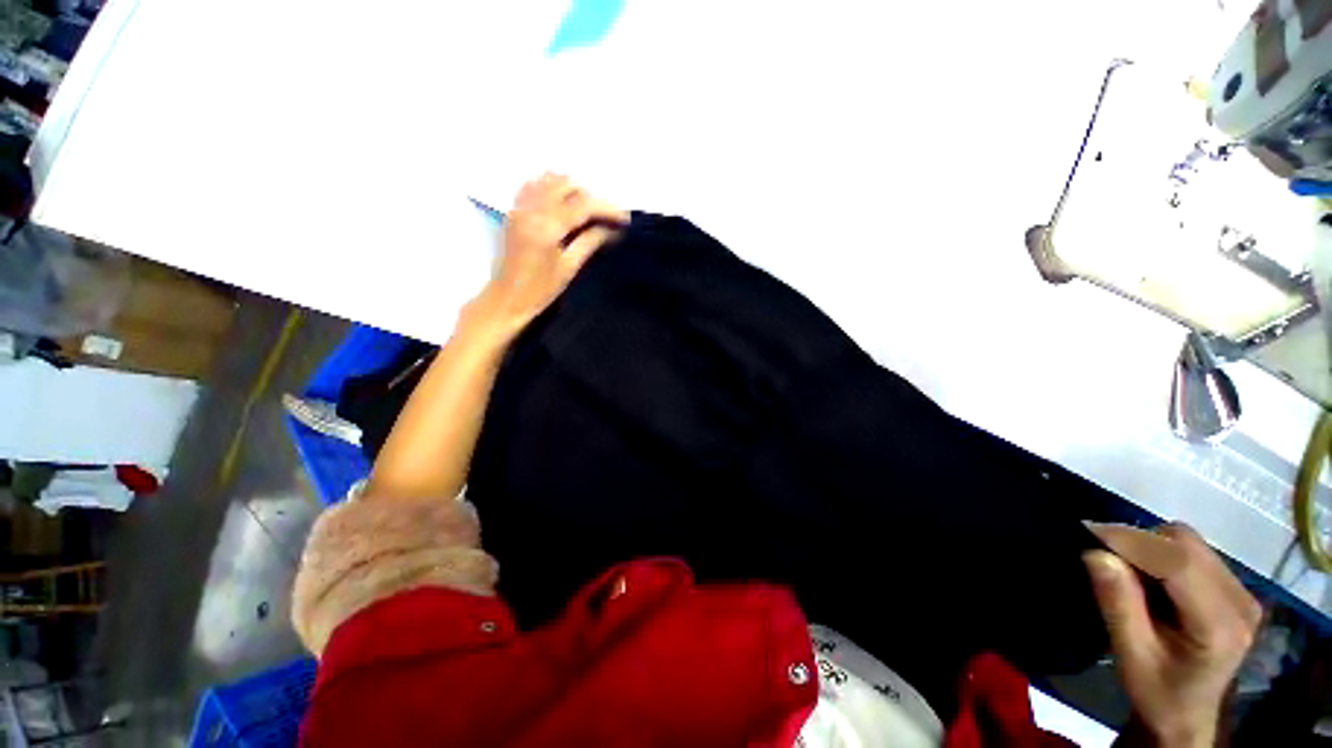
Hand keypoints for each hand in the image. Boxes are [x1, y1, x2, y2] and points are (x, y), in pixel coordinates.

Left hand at [471, 173, 627, 336]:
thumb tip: (612, 229)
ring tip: (586, 210)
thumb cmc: (541, 290)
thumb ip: (590, 242)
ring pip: (549, 180)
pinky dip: (551, 187)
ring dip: (572, 190)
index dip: (607, 208)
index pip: (583, 205)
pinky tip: (562, 203)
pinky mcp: (514, 210)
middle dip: (590, 197)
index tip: (625, 218)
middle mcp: (531, 209)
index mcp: (547, 226)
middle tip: (605, 217)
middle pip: (567, 185)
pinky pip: (534, 185)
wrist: (506, 298)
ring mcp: (520, 206)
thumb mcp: (569, 267)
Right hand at [1084, 523, 1260, 747]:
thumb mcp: (1131, 656)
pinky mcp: (1235, 588)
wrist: (1187, 717)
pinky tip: (1150, 579)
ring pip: (1189, 542)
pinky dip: (1163, 555)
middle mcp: (1240, 600)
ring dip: (1151, 547)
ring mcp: (1242, 592)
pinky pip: (1194, 552)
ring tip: (1127, 571)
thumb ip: (1118, 604)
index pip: (1178, 563)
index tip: (1088, 534)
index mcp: (1219, 625)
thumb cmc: (1157, 693)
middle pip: (1186, 544)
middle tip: (1105, 558)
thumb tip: (1094, 553)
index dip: (1133, 541)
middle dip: (1140, 542)